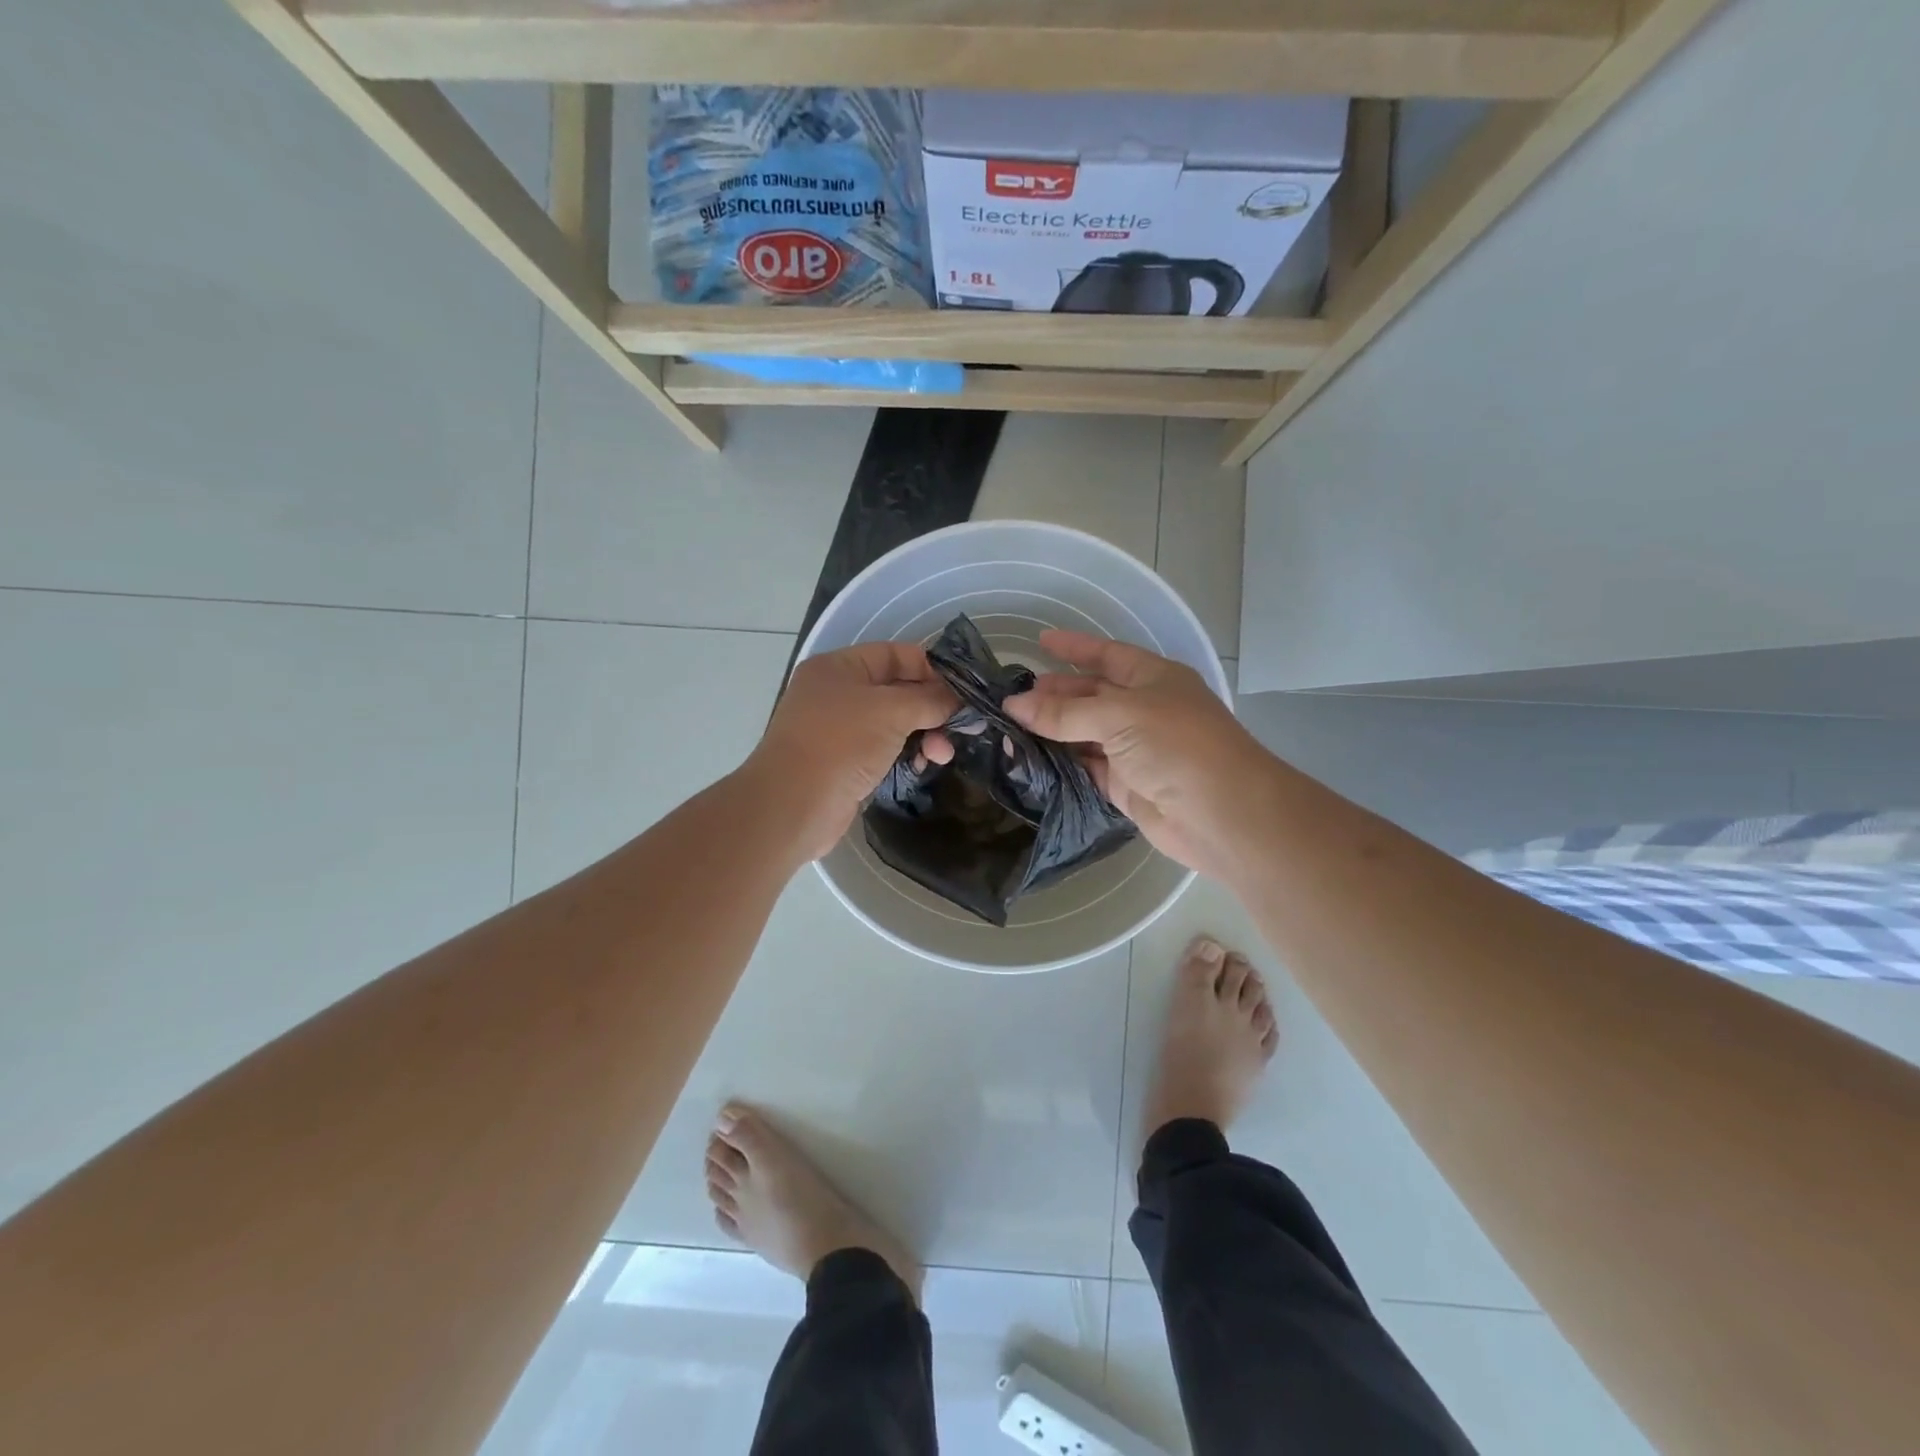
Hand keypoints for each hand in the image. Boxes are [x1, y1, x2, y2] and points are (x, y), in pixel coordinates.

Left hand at [747, 641, 956, 862]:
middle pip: (897, 691)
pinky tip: (923, 767)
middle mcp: (836, 693)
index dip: (930, 669)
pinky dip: (905, 754)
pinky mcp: (843, 763)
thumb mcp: (891, 711)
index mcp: (839, 668)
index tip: (962, 690)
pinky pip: (884, 750)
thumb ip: (929, 700)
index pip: (894, 655)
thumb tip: (957, 699)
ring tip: (942, 755)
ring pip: (893, 723)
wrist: (792, 807)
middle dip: (931, 708)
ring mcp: (838, 730)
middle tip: (959, 728)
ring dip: (923, 735)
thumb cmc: (840, 744)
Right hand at [1004, 630, 1275, 880]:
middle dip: (1056, 694)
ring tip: (1011, 728)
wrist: (1221, 814)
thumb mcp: (1119, 716)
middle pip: (1092, 696)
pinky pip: (1086, 768)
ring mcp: (1135, 750)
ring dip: (1053, 731)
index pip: (1107, 655)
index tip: (1040, 642)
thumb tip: (1013, 705)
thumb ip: (1065, 712)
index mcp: (1153, 679)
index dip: (1075, 647)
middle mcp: (1144, 710)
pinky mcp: (1126, 786)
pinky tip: (1031, 760)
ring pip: (1085, 734)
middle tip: (1013, 697)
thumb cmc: (1177, 745)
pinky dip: (1061, 764)